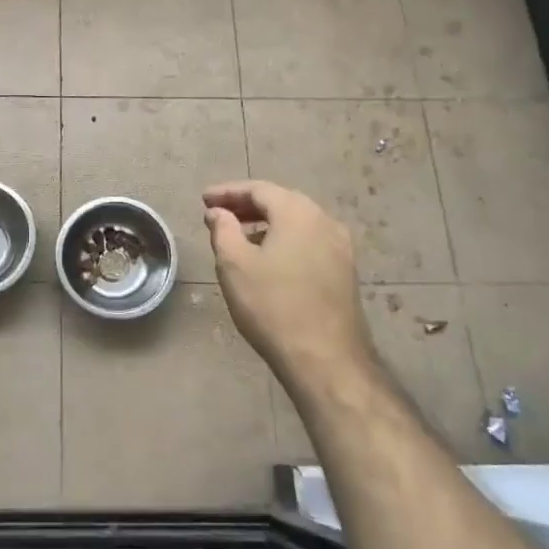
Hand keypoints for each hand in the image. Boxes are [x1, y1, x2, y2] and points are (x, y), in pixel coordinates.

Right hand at [202, 180, 375, 390]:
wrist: (325, 360)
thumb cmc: (273, 306)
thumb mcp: (234, 265)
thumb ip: (223, 229)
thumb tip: (218, 212)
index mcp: (297, 212)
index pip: (258, 189)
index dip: (228, 192)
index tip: (204, 200)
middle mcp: (324, 221)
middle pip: (281, 202)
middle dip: (247, 205)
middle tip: (219, 214)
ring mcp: (340, 247)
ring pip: (297, 223)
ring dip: (266, 224)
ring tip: (239, 237)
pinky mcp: (345, 271)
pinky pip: (309, 241)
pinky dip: (285, 240)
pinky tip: (268, 260)